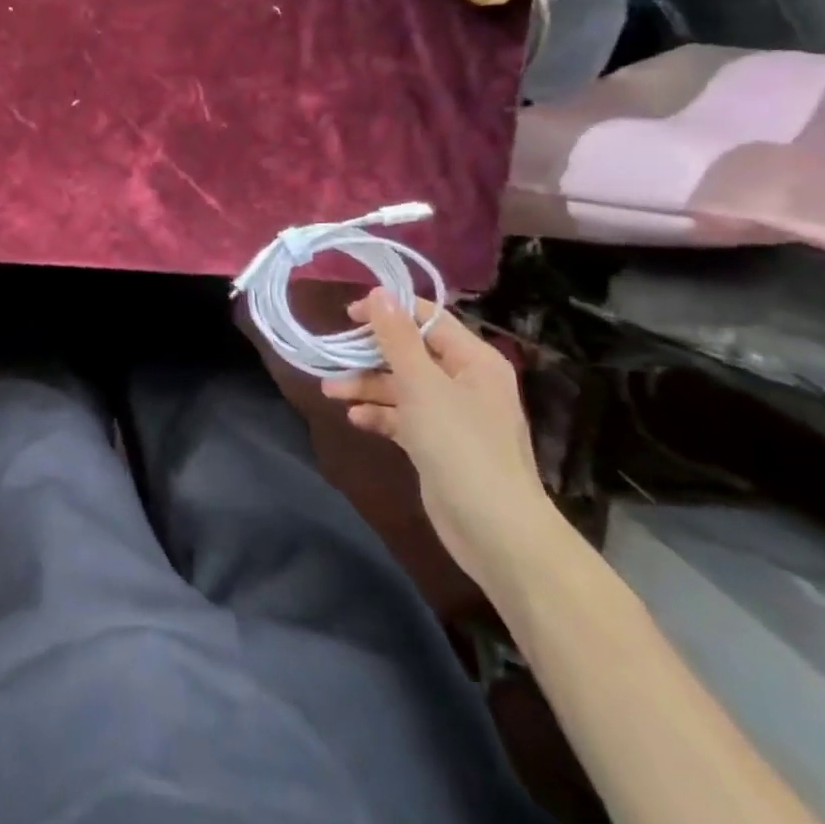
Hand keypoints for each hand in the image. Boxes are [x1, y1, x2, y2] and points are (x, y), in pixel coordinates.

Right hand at [323, 292, 555, 591]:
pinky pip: (403, 418)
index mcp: (473, 360)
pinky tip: (354, 418)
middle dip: (370, 355)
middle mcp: (465, 382)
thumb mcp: (423, 385)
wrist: (494, 530)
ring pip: (402, 387)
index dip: (388, 312)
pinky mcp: (438, 445)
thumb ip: (397, 339)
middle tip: (332, 356)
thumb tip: (379, 293)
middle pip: (411, 354)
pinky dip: (380, 415)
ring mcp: (452, 416)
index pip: (428, 319)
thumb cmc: (460, 445)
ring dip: (367, 387)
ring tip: (330, 391)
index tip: (346, 315)